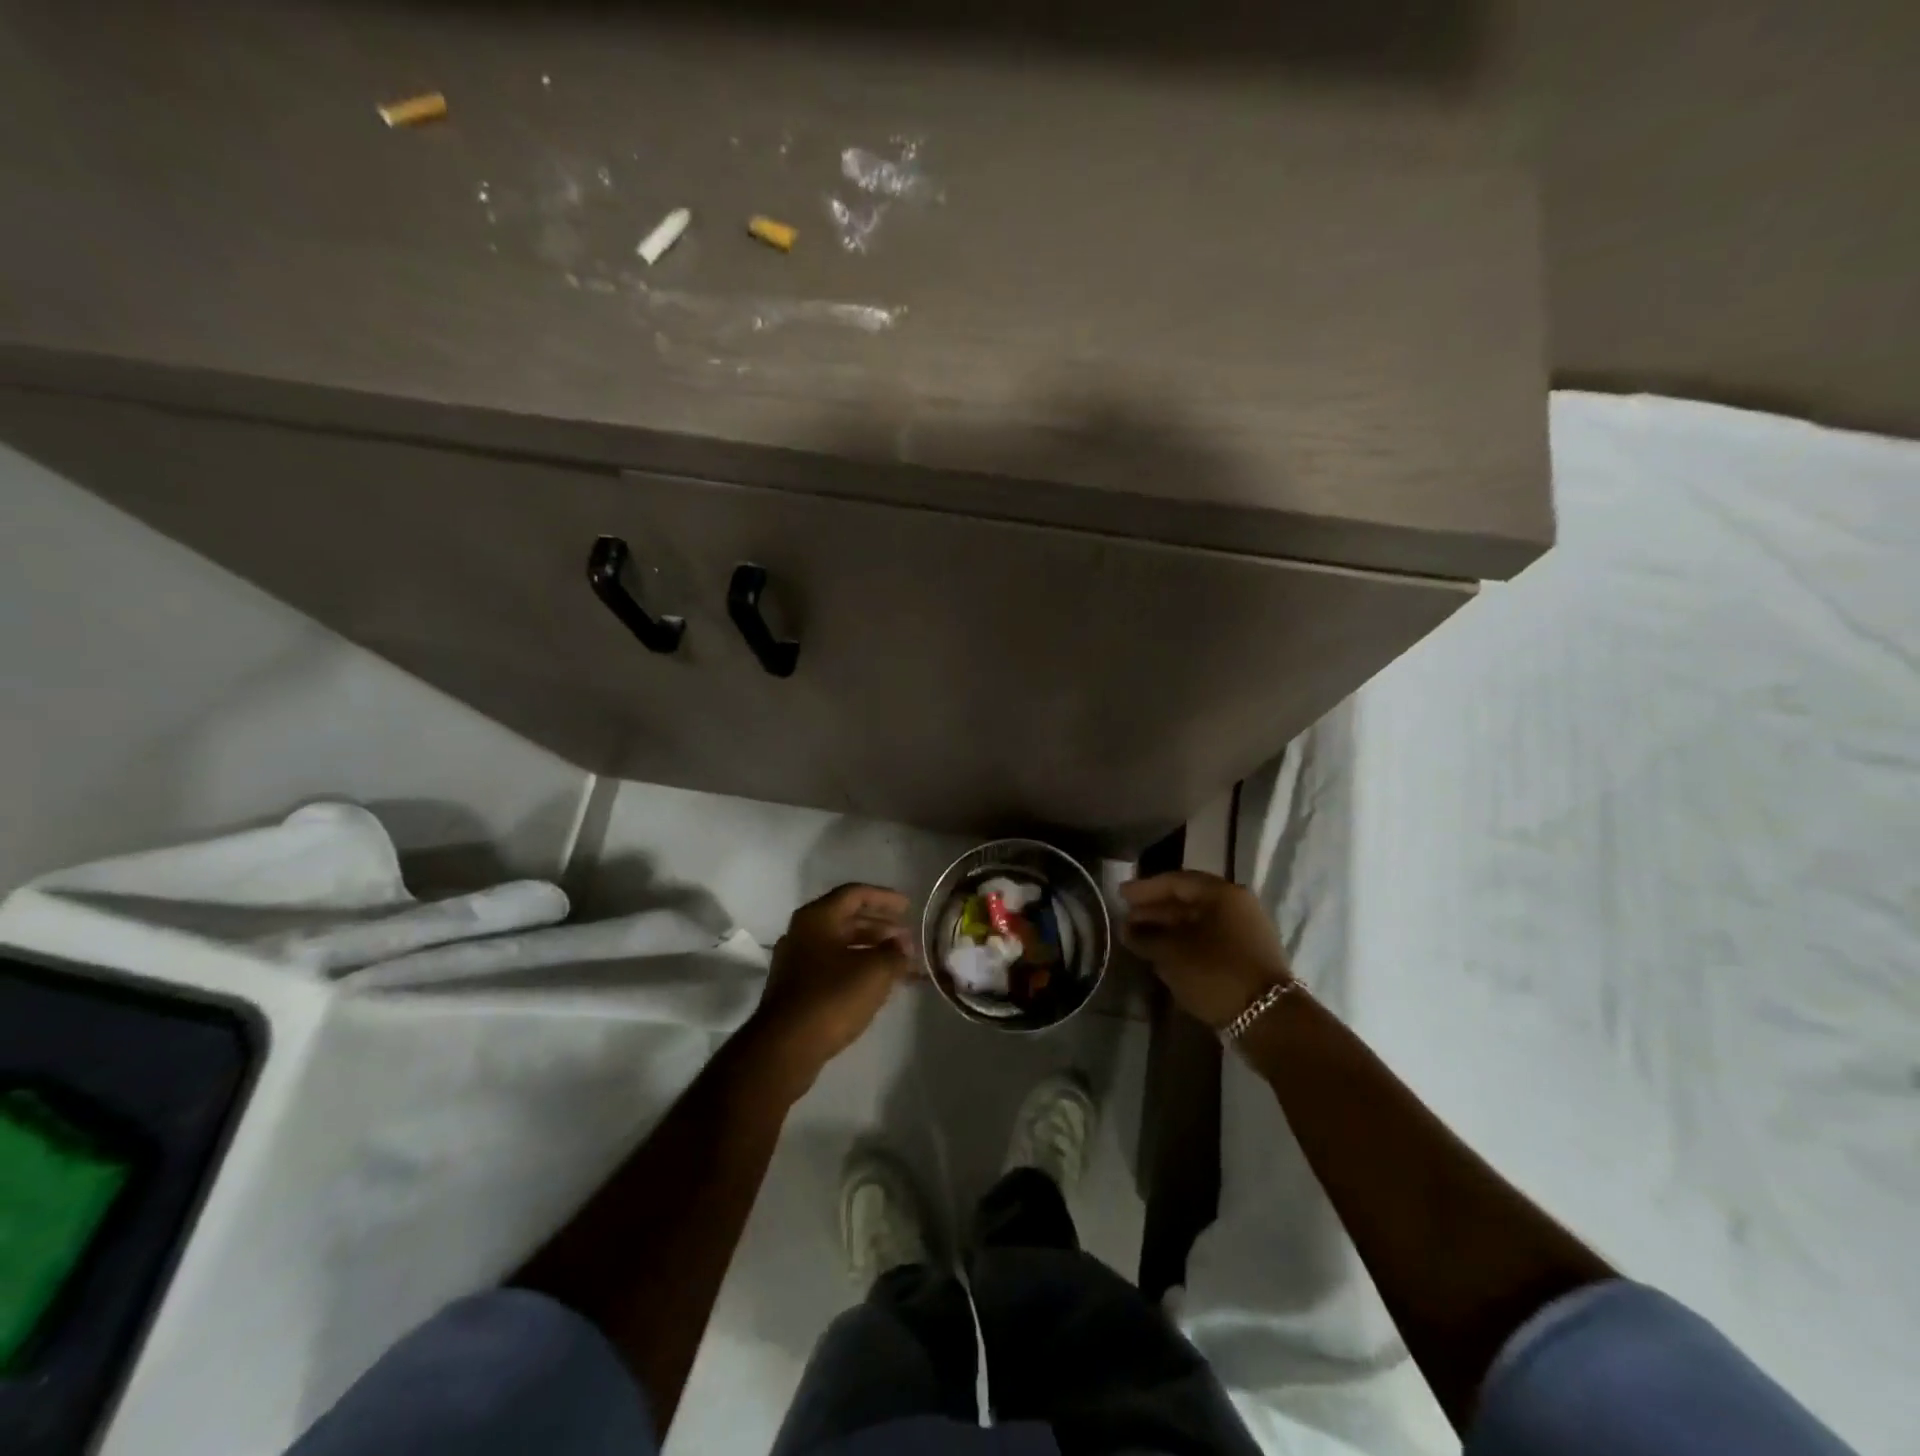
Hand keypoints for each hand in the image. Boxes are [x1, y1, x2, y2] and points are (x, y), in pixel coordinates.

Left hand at [748, 884, 916, 1088]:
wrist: (785, 1047)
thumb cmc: (832, 998)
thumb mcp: (875, 971)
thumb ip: (895, 953)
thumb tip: (903, 945)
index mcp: (817, 918)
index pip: (855, 894)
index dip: (885, 898)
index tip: (909, 908)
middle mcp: (803, 932)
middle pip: (847, 918)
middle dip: (881, 926)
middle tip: (907, 937)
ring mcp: (796, 961)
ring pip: (841, 944)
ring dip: (871, 948)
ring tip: (899, 961)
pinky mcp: (796, 988)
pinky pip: (833, 965)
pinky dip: (857, 967)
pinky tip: (877, 983)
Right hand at [1120, 871, 1290, 1030]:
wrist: (1268, 1019)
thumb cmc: (1215, 973)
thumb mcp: (1172, 953)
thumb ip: (1145, 937)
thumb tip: (1126, 930)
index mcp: (1221, 894)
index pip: (1176, 882)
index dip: (1145, 889)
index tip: (1120, 895)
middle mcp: (1236, 906)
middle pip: (1187, 901)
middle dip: (1155, 911)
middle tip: (1126, 920)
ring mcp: (1245, 931)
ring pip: (1198, 923)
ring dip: (1168, 929)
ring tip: (1139, 939)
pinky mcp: (1247, 956)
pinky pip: (1208, 940)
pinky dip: (1184, 944)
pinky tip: (1163, 956)